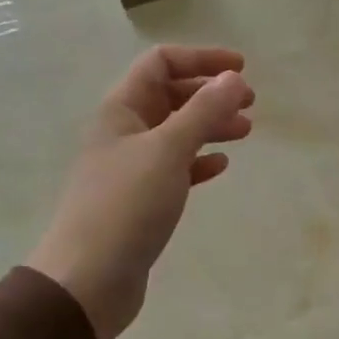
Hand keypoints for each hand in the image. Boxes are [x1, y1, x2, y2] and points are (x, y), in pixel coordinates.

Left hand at [27, 46, 253, 338]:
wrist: (88, 279)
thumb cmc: (126, 205)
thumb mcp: (168, 150)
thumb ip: (203, 111)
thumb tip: (233, 78)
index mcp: (121, 109)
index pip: (160, 63)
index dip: (201, 59)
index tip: (242, 69)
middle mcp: (123, 131)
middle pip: (170, 96)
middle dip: (210, 94)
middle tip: (251, 103)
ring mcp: (130, 167)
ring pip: (176, 132)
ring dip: (210, 126)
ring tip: (245, 132)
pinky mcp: (140, 200)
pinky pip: (174, 168)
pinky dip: (198, 161)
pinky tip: (220, 166)